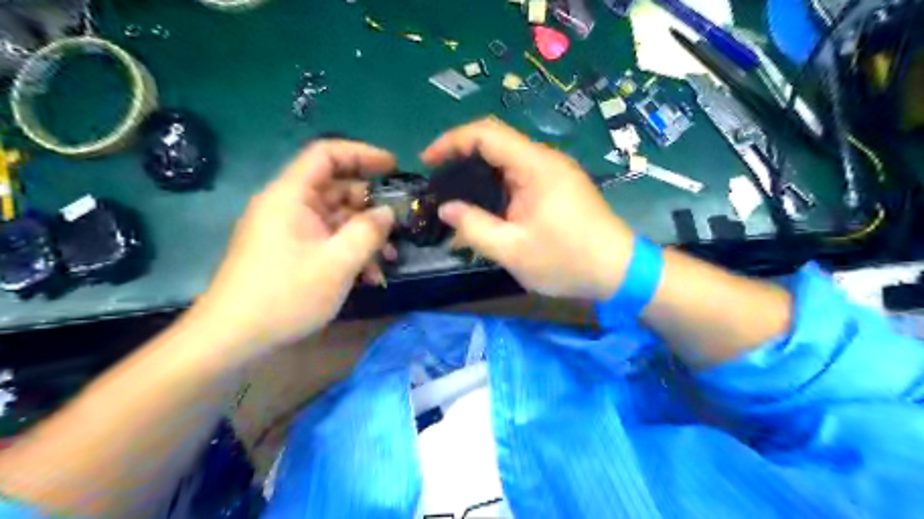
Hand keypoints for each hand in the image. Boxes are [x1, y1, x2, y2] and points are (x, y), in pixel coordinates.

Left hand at [190, 142, 396, 359]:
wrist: (232, 338)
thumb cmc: (285, 295)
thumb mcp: (337, 263)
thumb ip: (368, 232)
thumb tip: (388, 213)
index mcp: (291, 196)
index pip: (327, 154)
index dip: (362, 154)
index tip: (394, 167)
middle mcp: (288, 206)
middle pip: (336, 188)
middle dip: (370, 206)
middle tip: (398, 225)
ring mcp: (289, 231)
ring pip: (336, 218)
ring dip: (364, 235)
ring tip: (389, 260)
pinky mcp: (290, 252)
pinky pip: (327, 240)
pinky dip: (349, 252)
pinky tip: (370, 277)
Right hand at [422, 117, 635, 298]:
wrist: (619, 271)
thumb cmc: (567, 261)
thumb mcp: (513, 250)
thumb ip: (475, 228)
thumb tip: (446, 209)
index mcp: (535, 167)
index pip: (486, 134)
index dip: (452, 141)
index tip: (428, 161)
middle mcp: (545, 161)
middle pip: (496, 144)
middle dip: (462, 158)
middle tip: (439, 183)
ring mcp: (554, 173)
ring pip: (507, 162)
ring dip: (479, 175)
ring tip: (456, 198)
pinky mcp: (558, 187)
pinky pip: (520, 177)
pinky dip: (497, 187)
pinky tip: (487, 209)